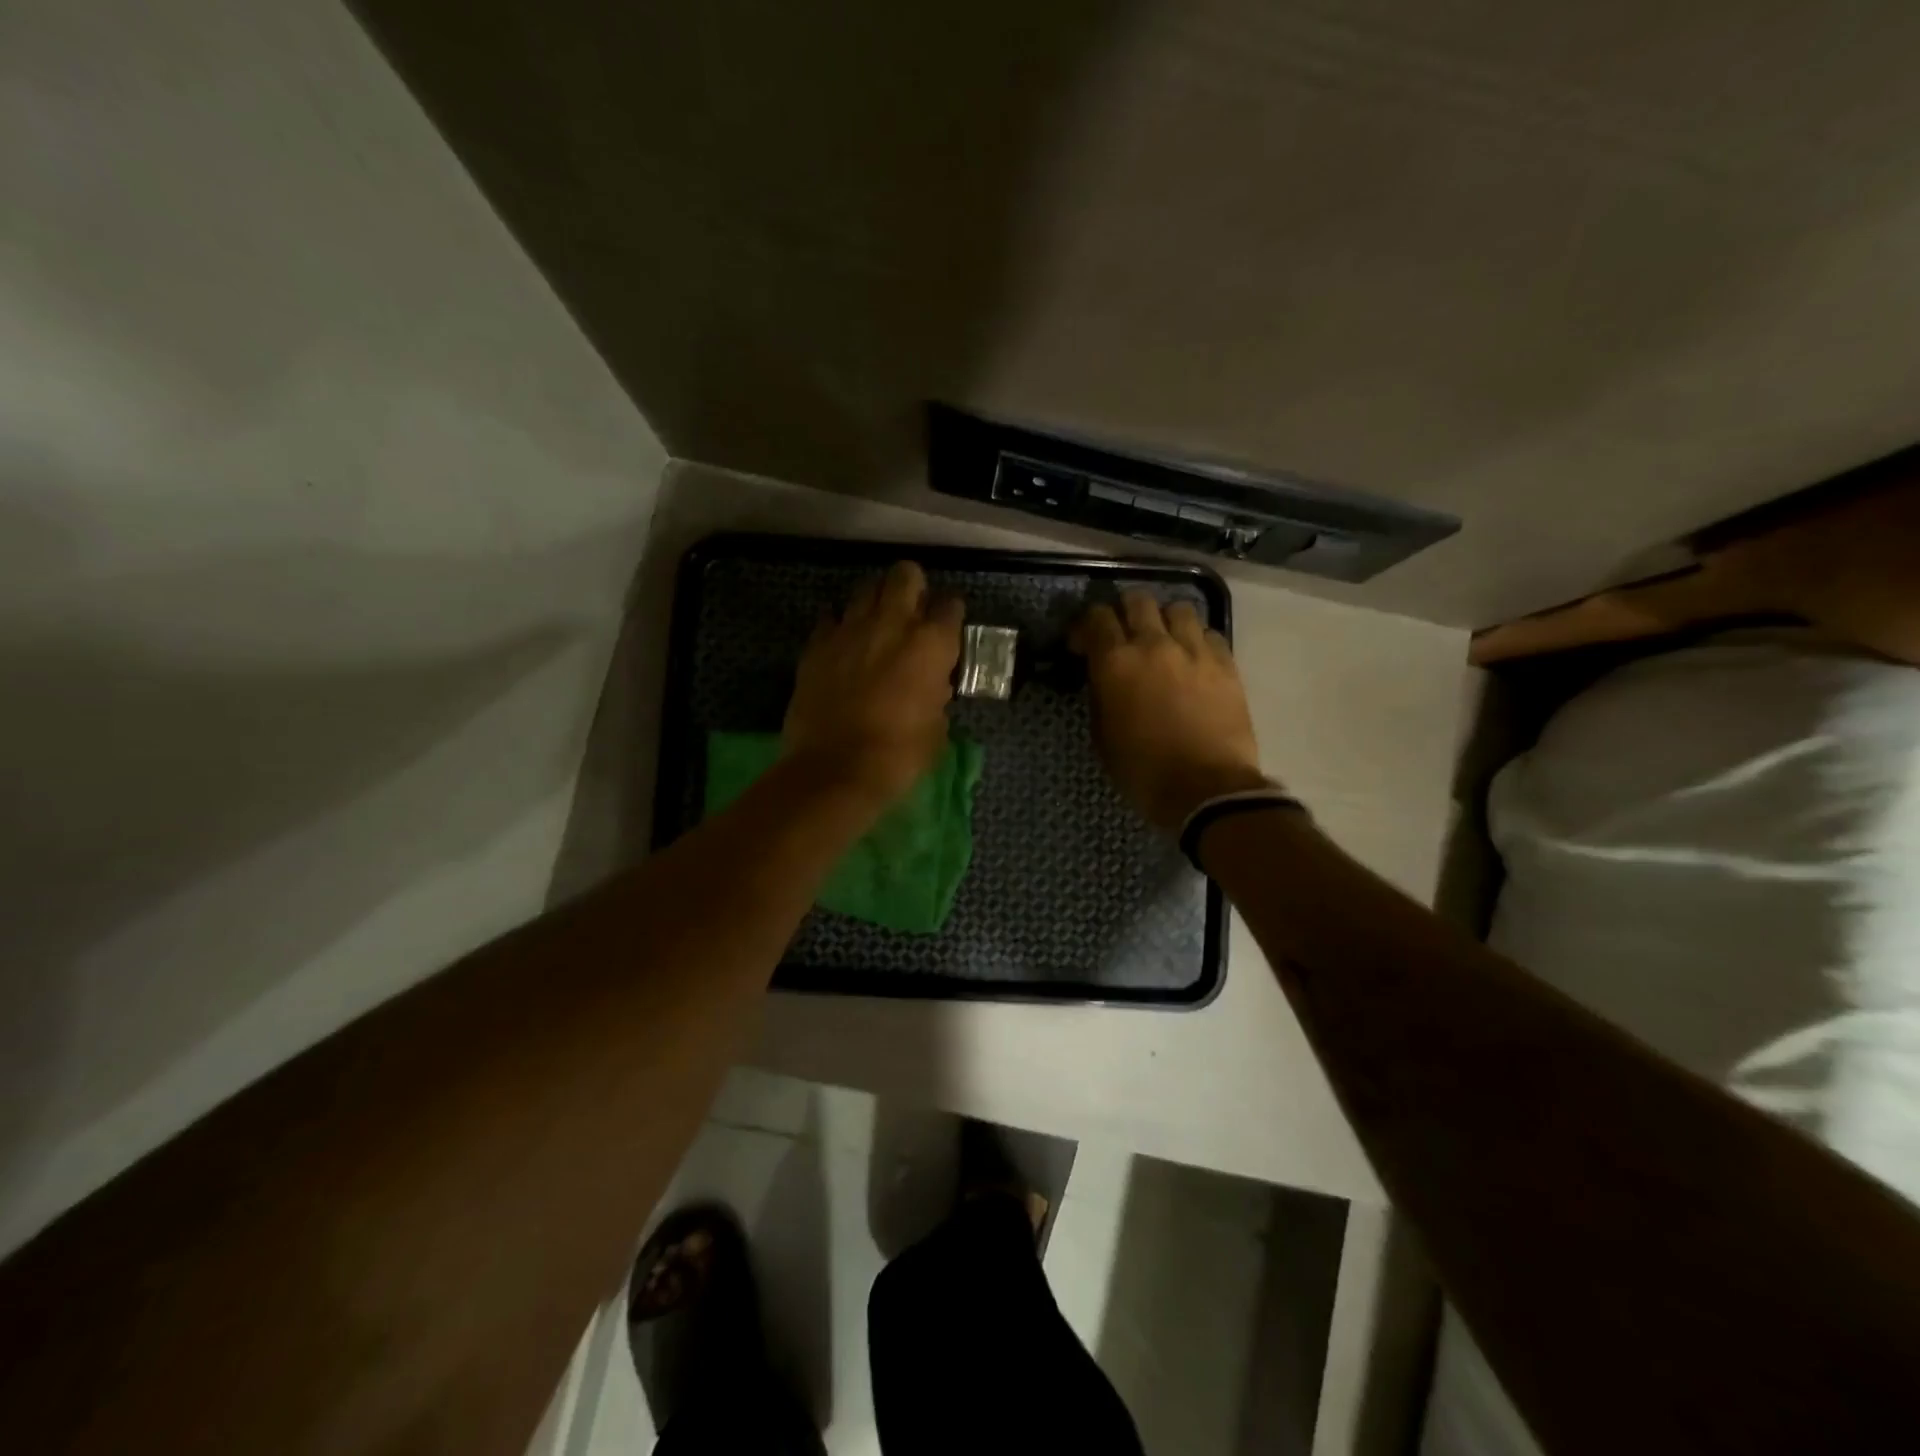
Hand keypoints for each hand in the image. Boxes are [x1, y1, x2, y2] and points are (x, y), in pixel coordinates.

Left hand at [783, 561, 963, 805]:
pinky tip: (843, 646)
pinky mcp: (816, 644)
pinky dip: (840, 627)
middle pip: (905, 575)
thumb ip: (937, 694)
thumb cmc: (899, 756)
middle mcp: (892, 623)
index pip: (951, 606)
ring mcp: (849, 629)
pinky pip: (831, 619)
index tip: (947, 629)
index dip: (950, 616)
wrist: (835, 770)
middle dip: (912, 586)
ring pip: (865, 589)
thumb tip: (931, 684)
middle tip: (912, 611)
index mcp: (931, 644)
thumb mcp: (936, 728)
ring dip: (875, 601)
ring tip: (876, 625)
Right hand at [1071, 591, 1266, 834]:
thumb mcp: (1103, 735)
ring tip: (1163, 640)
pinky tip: (1193, 659)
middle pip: (1137, 600)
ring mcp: (1194, 650)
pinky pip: (1209, 633)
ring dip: (1165, 620)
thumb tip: (1104, 678)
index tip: (1083, 645)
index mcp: (1115, 662)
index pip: (1096, 617)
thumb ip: (1101, 695)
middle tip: (1122, 634)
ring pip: (1178, 607)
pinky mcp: (1226, 663)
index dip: (1085, 626)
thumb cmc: (1143, 771)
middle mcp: (1154, 644)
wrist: (1206, 789)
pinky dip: (1196, 639)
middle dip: (1124, 612)